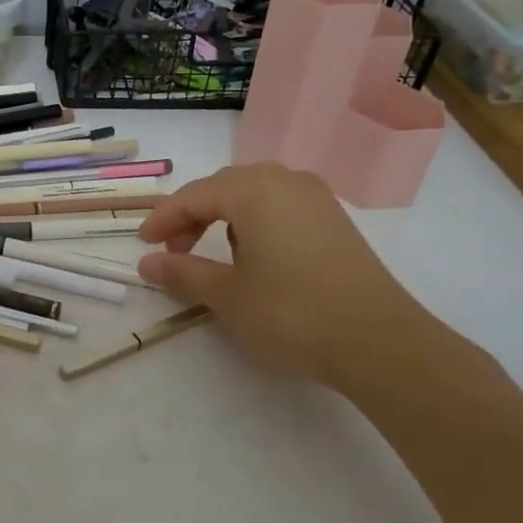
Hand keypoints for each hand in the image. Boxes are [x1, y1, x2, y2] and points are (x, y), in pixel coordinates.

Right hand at [136, 163, 430, 392]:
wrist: (378, 341)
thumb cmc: (291, 313)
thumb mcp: (227, 295)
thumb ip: (183, 272)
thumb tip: (147, 264)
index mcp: (254, 190)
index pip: (194, 196)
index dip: (163, 219)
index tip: (143, 246)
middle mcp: (286, 181)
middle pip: (224, 188)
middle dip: (193, 216)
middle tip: (175, 252)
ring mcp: (316, 198)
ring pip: (255, 195)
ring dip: (225, 218)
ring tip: (214, 256)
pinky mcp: (335, 220)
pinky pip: (281, 207)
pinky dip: (256, 223)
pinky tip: (256, 257)